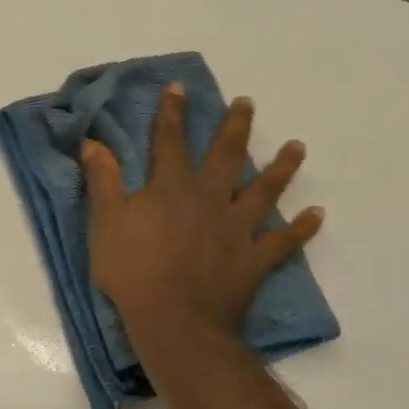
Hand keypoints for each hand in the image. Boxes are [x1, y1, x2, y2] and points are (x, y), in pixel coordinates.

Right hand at [82, 85, 322, 341]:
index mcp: (171, 187)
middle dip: (235, 127)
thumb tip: (92, 141)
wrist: (175, 321)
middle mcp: (209, 199)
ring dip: (281, 168)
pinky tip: (317, 215)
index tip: (179, 87)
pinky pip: (284, 242)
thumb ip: (102, 179)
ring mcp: (237, 229)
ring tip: (297, 147)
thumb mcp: (106, 220)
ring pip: (263, 191)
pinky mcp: (254, 260)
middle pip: (225, 156)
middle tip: (247, 104)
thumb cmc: (133, 270)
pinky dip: (302, 229)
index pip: (169, 141)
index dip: (172, 113)